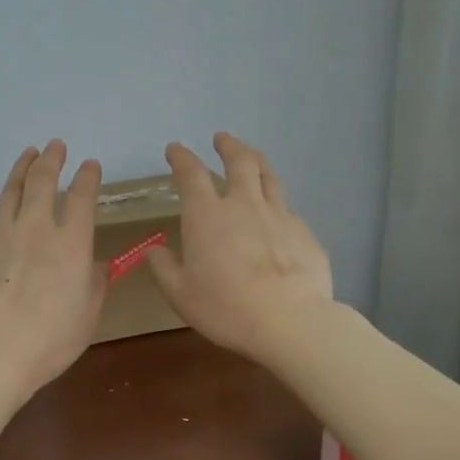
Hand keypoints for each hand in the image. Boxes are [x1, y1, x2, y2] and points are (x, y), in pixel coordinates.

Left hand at [0, 139, 107, 401]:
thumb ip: (96, 284)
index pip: (83, 197)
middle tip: (56, 145)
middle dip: (52, 158)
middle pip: (44, 181)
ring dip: (22, 168)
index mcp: (71, 243)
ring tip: (29, 154)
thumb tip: (96, 264)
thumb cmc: (47, 341)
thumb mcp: (87, 316)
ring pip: (11, 188)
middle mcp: (35, 227)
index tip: (90, 165)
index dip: (88, 176)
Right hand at [145, 133, 333, 362]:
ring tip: (253, 157)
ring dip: (257, 162)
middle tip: (222, 138)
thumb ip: (164, 268)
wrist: (289, 321)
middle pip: (239, 161)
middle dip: (228, 145)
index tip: (175, 149)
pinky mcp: (305, 233)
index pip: (191, 174)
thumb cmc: (225, 307)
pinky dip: (277, 204)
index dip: (181, 157)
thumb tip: (155, 251)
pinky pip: (289, 209)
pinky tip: (277, 214)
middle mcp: (244, 205)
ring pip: (269, 177)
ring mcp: (279, 215)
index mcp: (207, 215)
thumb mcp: (180, 294)